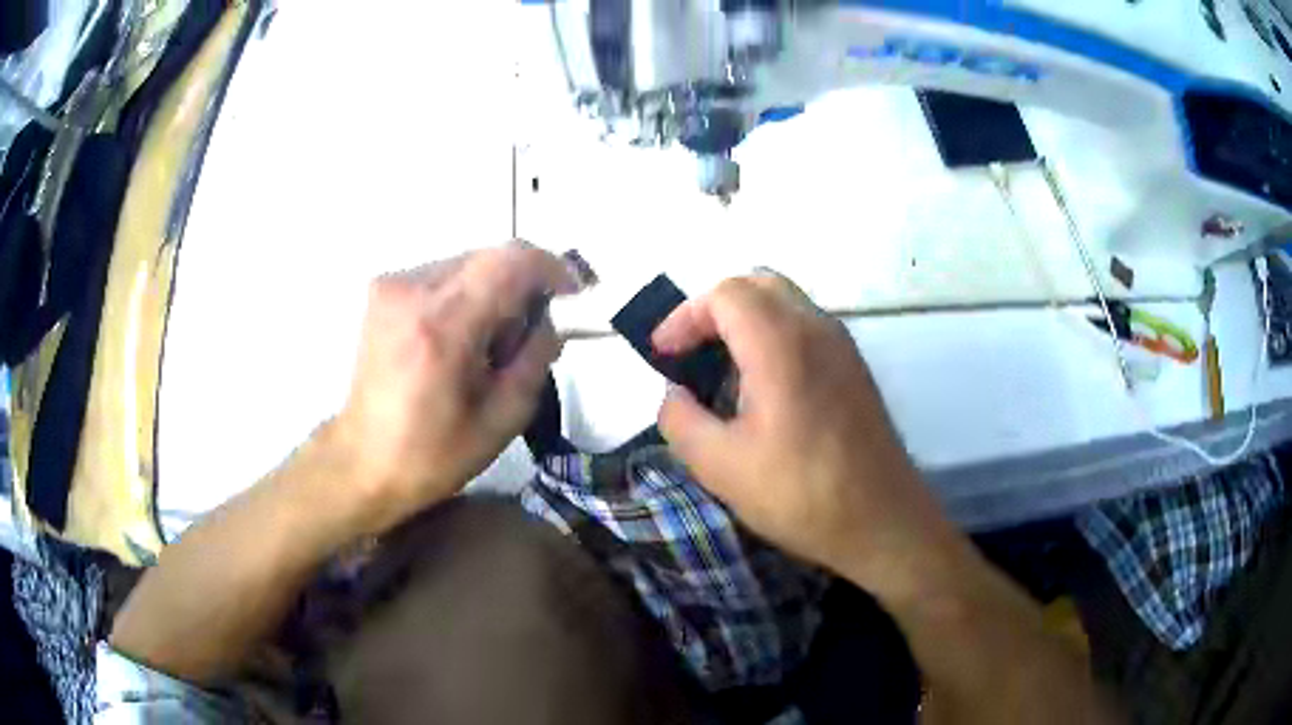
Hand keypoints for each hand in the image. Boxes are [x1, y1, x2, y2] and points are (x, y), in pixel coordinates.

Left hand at [327, 242, 578, 536]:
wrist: (363, 461)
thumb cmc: (433, 454)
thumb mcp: (503, 418)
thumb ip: (536, 357)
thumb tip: (551, 318)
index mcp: (443, 325)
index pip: (512, 261)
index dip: (552, 268)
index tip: (570, 295)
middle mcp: (413, 290)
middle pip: (491, 257)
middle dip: (521, 289)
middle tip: (524, 338)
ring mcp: (391, 286)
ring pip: (468, 264)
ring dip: (492, 293)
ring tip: (486, 346)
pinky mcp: (382, 290)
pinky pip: (443, 274)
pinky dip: (464, 296)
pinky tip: (457, 340)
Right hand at [653, 274, 958, 598]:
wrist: (882, 521)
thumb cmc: (800, 494)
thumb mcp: (720, 466)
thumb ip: (680, 419)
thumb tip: (674, 395)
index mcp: (781, 343)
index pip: (724, 294)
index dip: (684, 317)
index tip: (663, 356)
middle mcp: (816, 328)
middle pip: (757, 284)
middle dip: (714, 310)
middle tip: (690, 352)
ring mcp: (842, 345)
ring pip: (785, 302)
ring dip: (745, 322)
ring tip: (721, 370)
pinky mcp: (854, 367)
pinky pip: (805, 327)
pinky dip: (773, 336)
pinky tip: (762, 388)